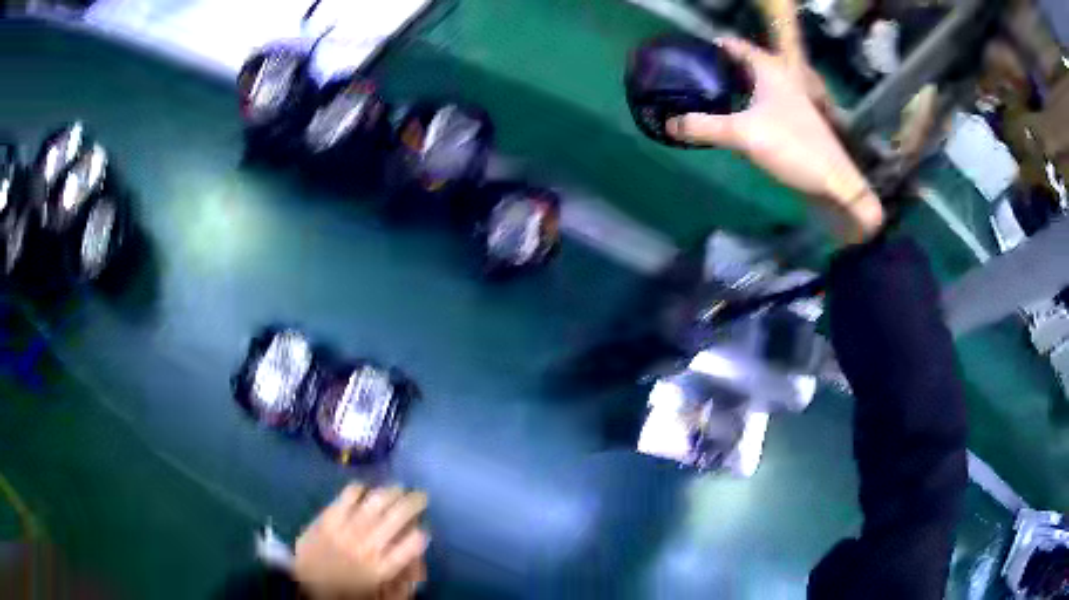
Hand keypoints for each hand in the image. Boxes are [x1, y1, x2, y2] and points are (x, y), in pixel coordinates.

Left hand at [294, 484, 428, 599]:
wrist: (305, 585)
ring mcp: (347, 529)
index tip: (424, 529)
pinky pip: (347, 496)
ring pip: (376, 503)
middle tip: (421, 495)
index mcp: (383, 568)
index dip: (422, 533)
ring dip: (391, 492)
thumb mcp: (378, 591)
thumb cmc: (344, 590)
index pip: (413, 544)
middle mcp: (369, 546)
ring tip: (399, 487)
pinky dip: (359, 489)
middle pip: (398, 517)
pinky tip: (365, 488)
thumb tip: (416, 566)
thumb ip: (399, 578)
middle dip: (413, 503)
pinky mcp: (328, 518)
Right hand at [667, 38, 882, 242]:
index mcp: (769, 69)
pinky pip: (758, 104)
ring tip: (699, 97)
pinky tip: (726, 120)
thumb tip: (669, 123)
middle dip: (714, 69)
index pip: (733, 45)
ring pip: (750, 85)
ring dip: (727, 89)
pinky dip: (740, 106)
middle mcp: (779, 78)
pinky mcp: (789, 121)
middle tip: (686, 79)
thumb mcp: (742, 134)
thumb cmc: (792, 147)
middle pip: (740, 64)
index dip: (708, 47)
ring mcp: (786, 100)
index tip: (684, 56)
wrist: (833, 184)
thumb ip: (703, 126)